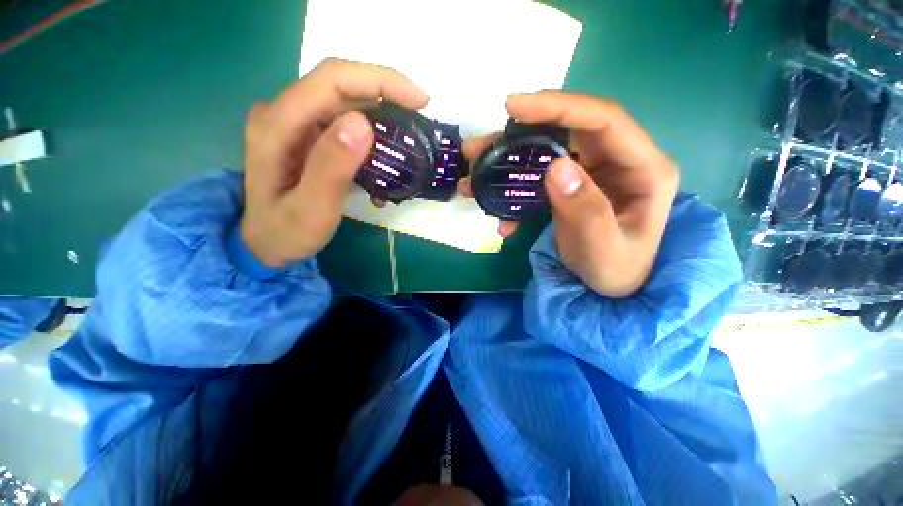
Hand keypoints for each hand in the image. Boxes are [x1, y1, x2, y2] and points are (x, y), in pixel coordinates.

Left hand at [241, 59, 428, 266]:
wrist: (266, 244)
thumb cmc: (287, 232)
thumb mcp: (312, 209)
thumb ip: (332, 167)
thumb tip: (363, 122)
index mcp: (277, 125)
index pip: (332, 80)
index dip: (379, 81)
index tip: (418, 100)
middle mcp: (283, 113)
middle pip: (340, 86)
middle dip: (385, 95)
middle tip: (419, 117)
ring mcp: (293, 123)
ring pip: (344, 103)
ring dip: (380, 115)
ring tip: (406, 138)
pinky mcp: (305, 136)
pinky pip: (342, 122)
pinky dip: (370, 132)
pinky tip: (383, 154)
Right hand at [460, 91, 678, 297]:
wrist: (611, 287)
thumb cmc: (615, 272)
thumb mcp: (602, 249)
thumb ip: (585, 210)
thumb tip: (555, 166)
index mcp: (644, 169)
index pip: (603, 120)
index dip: (559, 106)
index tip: (514, 107)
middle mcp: (620, 161)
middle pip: (570, 129)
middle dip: (521, 132)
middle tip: (481, 144)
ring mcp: (595, 171)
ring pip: (550, 149)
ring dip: (511, 158)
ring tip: (477, 167)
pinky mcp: (575, 184)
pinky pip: (541, 175)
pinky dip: (516, 186)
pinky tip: (498, 208)